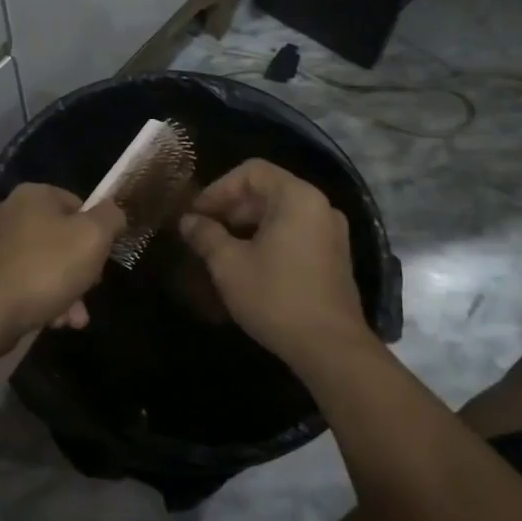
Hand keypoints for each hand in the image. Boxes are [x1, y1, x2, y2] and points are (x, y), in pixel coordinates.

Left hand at [0, 184, 126, 348]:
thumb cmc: (45, 268)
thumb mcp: (93, 237)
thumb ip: (111, 218)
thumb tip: (113, 212)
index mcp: (34, 195)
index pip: (78, 205)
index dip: (97, 232)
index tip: (102, 259)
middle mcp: (10, 212)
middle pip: (62, 238)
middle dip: (81, 270)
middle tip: (89, 290)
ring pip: (45, 265)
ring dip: (66, 292)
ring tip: (74, 319)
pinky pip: (25, 282)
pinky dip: (42, 299)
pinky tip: (53, 322)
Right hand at [178, 159, 371, 369]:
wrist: (331, 349)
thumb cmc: (276, 297)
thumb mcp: (229, 264)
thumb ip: (206, 235)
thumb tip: (188, 221)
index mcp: (297, 197)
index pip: (251, 171)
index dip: (218, 188)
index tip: (197, 213)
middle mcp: (320, 206)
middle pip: (267, 190)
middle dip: (231, 207)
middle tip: (204, 231)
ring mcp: (331, 233)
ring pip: (280, 213)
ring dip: (247, 224)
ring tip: (220, 249)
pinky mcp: (334, 257)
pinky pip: (295, 232)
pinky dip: (268, 238)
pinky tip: (248, 264)